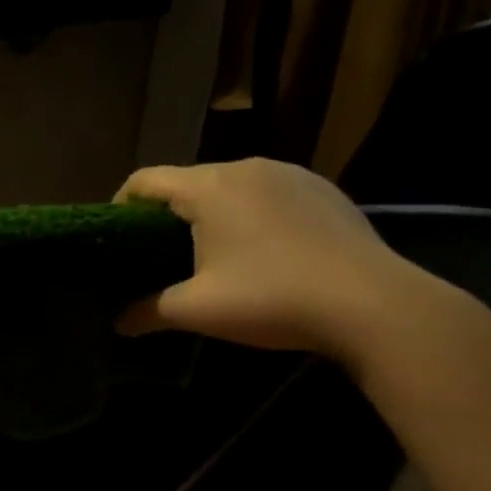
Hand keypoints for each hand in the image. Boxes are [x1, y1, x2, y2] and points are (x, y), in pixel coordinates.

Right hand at [114, 159, 434, 358]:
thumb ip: (149, 311)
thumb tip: (118, 322)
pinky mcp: (323, 189)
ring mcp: (290, 174)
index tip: (118, 235)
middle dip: (168, 213)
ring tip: (213, 252)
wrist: (372, 304)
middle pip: (188, 181)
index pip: (146, 180)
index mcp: (208, 187)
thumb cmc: (271, 299)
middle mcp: (246, 168)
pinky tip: (265, 250)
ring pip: (231, 185)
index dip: (122, 204)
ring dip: (212, 212)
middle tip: (161, 253)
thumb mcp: (198, 310)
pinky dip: (252, 213)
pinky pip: (269, 193)